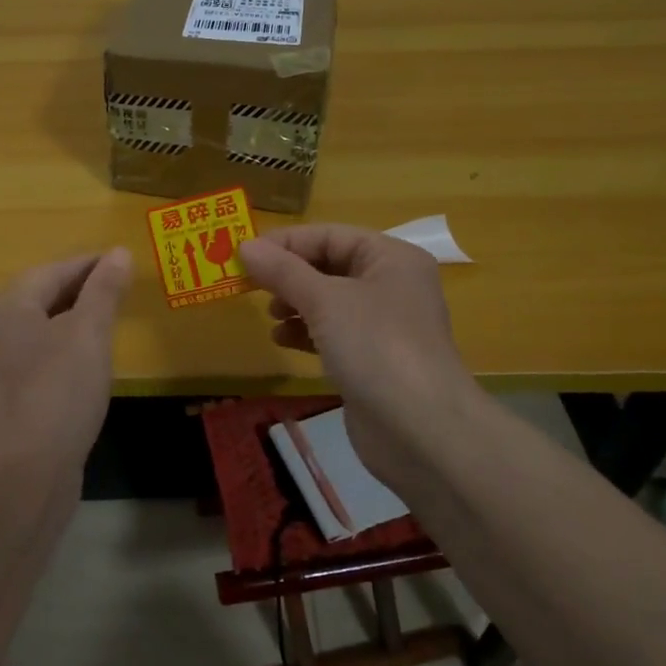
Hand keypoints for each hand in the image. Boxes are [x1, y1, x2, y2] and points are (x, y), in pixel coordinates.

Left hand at [0, 248, 132, 478]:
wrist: (25, 470)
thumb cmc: (58, 390)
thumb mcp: (88, 333)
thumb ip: (104, 290)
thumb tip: (118, 253)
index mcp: (12, 305)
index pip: (56, 270)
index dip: (91, 264)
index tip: (124, 261)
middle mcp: (1, 329)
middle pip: (46, 296)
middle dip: (84, 289)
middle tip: (123, 287)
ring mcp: (5, 365)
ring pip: (46, 328)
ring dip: (78, 320)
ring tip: (113, 320)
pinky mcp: (16, 396)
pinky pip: (46, 357)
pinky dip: (71, 350)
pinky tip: (93, 362)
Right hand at [240, 226, 480, 492]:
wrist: (420, 429)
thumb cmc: (375, 347)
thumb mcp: (324, 301)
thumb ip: (283, 271)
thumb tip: (245, 247)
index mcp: (391, 258)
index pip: (330, 235)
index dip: (286, 242)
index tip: (245, 254)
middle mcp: (392, 285)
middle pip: (330, 266)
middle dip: (290, 275)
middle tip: (251, 286)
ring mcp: (384, 325)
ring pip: (329, 301)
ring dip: (295, 304)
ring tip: (270, 315)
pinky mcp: (373, 359)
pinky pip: (333, 333)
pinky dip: (306, 332)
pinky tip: (282, 340)